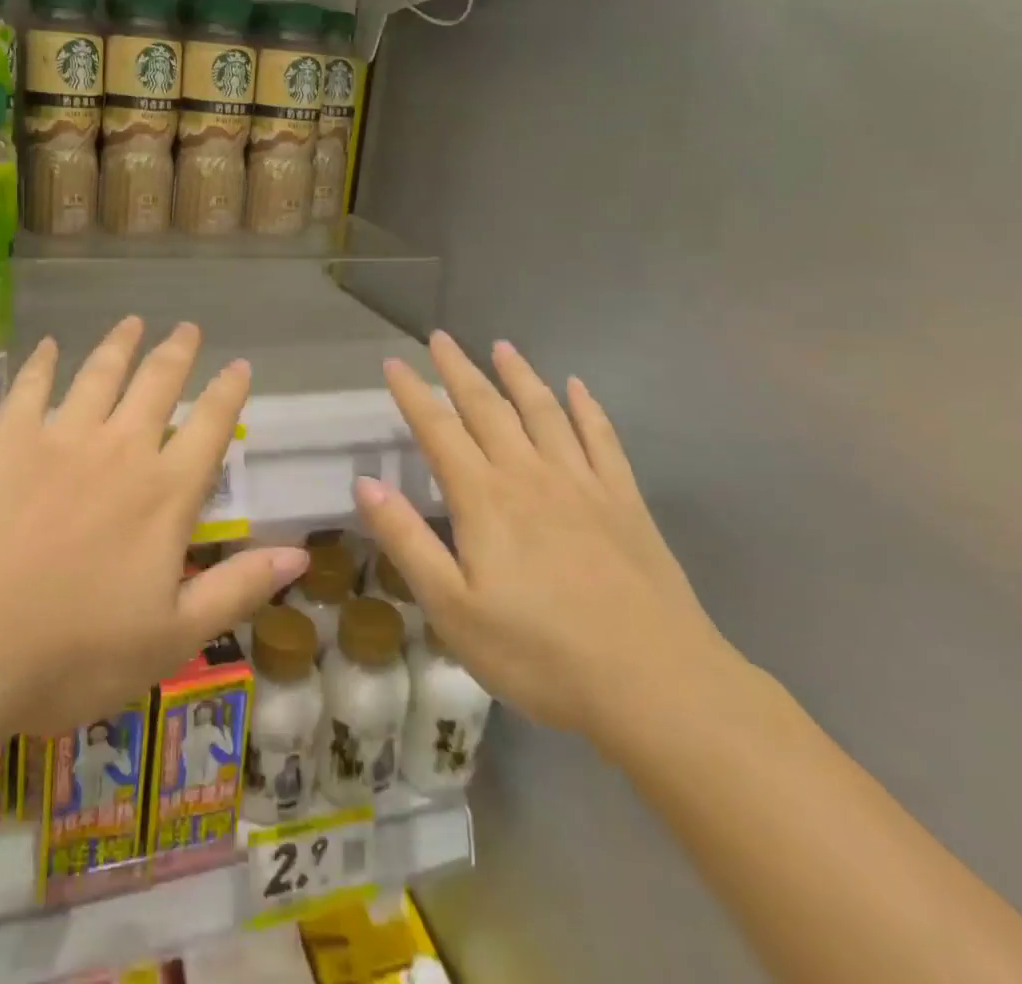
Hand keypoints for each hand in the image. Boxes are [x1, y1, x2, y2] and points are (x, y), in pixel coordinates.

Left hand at [0, 318, 308, 737]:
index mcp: (164, 494)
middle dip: (177, 352)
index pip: (209, 427)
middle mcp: (120, 450)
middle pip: (157, 384)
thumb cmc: (71, 654)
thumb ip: (237, 588)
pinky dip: (41, 364)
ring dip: (120, 344)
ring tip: (133, 322)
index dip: (229, 393)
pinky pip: (30, 388)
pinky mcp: (7, 442)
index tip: (240, 365)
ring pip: (100, 374)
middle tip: (187, 328)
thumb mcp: (171, 638)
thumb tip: (300, 552)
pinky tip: (46, 346)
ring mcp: (60, 439)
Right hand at [352, 332, 734, 746]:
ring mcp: (581, 482)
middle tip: (440, 337)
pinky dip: (587, 408)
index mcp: (483, 498)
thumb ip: (406, 540)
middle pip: (487, 407)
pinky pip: (602, 438)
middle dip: (458, 369)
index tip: (393, 362)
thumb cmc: (540, 653)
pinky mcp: (624, 500)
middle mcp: (529, 474)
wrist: (656, 685)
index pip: (437, 430)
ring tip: (501, 346)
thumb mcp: (452, 609)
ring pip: (543, 411)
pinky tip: (578, 387)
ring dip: (519, 375)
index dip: (412, 393)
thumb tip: (365, 483)